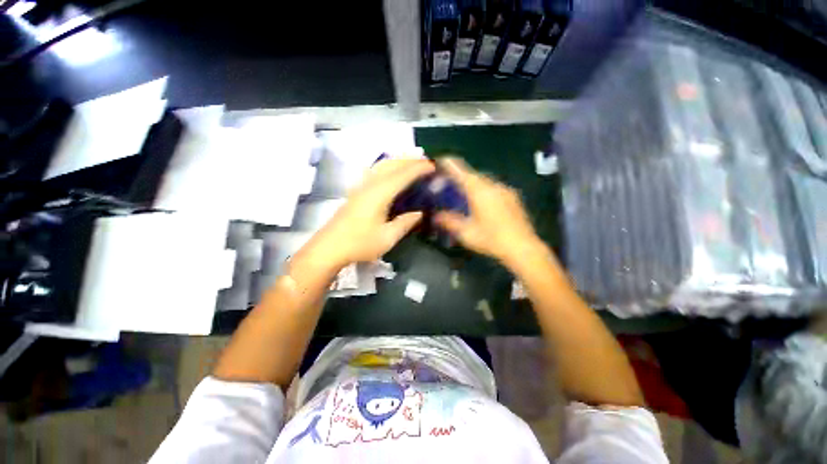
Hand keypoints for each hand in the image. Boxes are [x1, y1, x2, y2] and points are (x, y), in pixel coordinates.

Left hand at [304, 157, 434, 268]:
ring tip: (412, 164)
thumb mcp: (387, 237)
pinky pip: (375, 172)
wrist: (329, 247)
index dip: (418, 168)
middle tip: (426, 163)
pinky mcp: (356, 192)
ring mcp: (360, 187)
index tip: (433, 166)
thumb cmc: (359, 244)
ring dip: (398, 161)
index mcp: (379, 194)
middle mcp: (370, 185)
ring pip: (381, 166)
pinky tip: (391, 173)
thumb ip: (405, 223)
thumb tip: (419, 213)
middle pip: (391, 165)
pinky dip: (387, 167)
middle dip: (409, 161)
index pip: (402, 175)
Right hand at [435, 158, 542, 264]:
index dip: (449, 164)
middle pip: (473, 174)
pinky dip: (483, 190)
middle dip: (460, 176)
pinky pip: (493, 187)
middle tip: (449, 183)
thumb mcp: (466, 232)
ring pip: (484, 181)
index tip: (440, 160)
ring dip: (472, 183)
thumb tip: (436, 216)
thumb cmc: (491, 239)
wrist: (523, 248)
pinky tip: (481, 202)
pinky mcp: (513, 197)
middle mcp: (493, 185)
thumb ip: (449, 221)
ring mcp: (505, 190)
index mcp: (479, 191)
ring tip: (463, 193)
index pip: (461, 171)